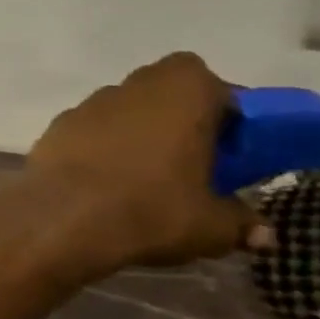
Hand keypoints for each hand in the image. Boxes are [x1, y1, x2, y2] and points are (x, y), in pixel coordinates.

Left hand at [16, 52, 261, 276]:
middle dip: (181, 118)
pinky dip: (103, 147)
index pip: (214, 84)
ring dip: (139, 131)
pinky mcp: (57, 125)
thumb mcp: (213, 226)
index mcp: (183, 90)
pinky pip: (92, 130)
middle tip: (194, 160)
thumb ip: (241, 222)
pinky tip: (106, 183)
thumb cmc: (152, 209)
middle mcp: (134, 84)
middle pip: (165, 90)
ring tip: (148, 178)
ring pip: (125, 108)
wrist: (63, 216)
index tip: (231, 147)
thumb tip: (262, 234)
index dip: (224, 111)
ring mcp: (89, 102)